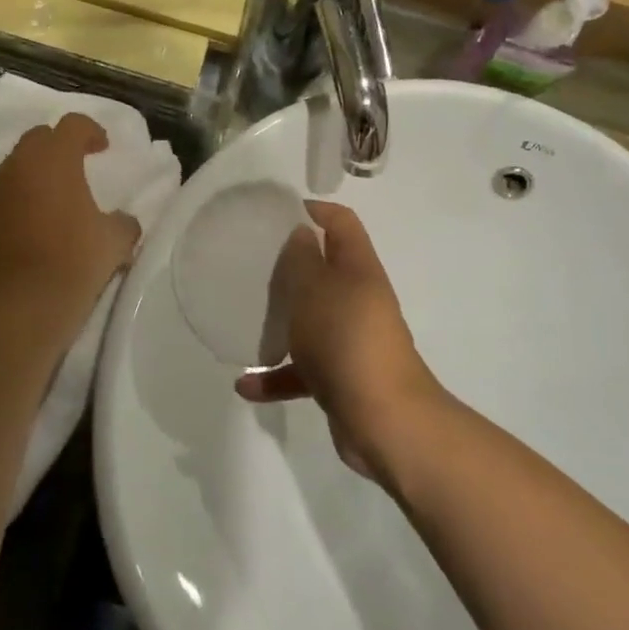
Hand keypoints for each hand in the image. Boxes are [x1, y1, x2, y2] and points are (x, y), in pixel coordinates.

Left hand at [0, 114, 141, 320]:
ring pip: (16, 164)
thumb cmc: (76, 259)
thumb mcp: (116, 239)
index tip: (103, 147)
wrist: (24, 302)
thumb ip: (123, 221)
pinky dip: (20, 196)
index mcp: (56, 159)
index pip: (72, 124)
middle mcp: (20, 165)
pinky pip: (3, 193)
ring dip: (36, 171)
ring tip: (55, 195)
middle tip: (78, 164)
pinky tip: (34, 221)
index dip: (91, 131)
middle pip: (38, 137)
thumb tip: (122, 220)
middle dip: (59, 145)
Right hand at [235, 201, 444, 483]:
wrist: (384, 420)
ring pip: (311, 320)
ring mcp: (351, 340)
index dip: (313, 210)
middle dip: (289, 268)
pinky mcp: (341, 377)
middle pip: (324, 270)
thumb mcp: (314, 289)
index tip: (275, 214)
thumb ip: (302, 258)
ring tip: (244, 320)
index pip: (341, 222)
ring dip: (280, 322)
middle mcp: (358, 299)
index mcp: (358, 269)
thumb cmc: (345, 340)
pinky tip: (245, 385)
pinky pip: (304, 369)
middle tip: (250, 265)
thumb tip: (302, 233)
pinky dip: (277, 375)